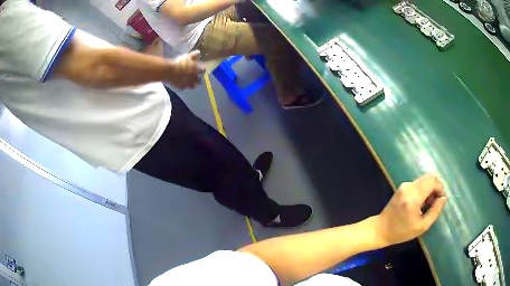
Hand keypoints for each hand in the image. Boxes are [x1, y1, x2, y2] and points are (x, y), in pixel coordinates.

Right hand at [167, 50, 204, 88]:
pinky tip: (184, 85)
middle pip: (199, 79)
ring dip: (194, 84)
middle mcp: (194, 77)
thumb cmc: (180, 63)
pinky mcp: (181, 86)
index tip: (202, 68)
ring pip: (193, 85)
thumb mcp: (187, 56)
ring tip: (193, 83)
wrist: (170, 72)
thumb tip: (199, 52)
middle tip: (197, 76)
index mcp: (197, 70)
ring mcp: (188, 83)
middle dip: (199, 78)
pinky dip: (185, 86)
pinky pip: (184, 87)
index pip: (203, 70)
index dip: (202, 69)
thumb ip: (194, 55)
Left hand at [375, 174, 446, 245]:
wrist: (381, 229)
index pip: (432, 181)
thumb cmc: (401, 232)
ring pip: (424, 180)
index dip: (440, 188)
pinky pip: (418, 183)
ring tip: (427, 205)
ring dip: (430, 189)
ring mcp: (404, 185)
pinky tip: (420, 203)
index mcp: (413, 197)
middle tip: (435, 202)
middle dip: (436, 187)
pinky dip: (423, 190)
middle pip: (429, 177)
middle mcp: (408, 187)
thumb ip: (435, 211)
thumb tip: (443, 198)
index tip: (441, 200)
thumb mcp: (422, 226)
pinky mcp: (402, 186)